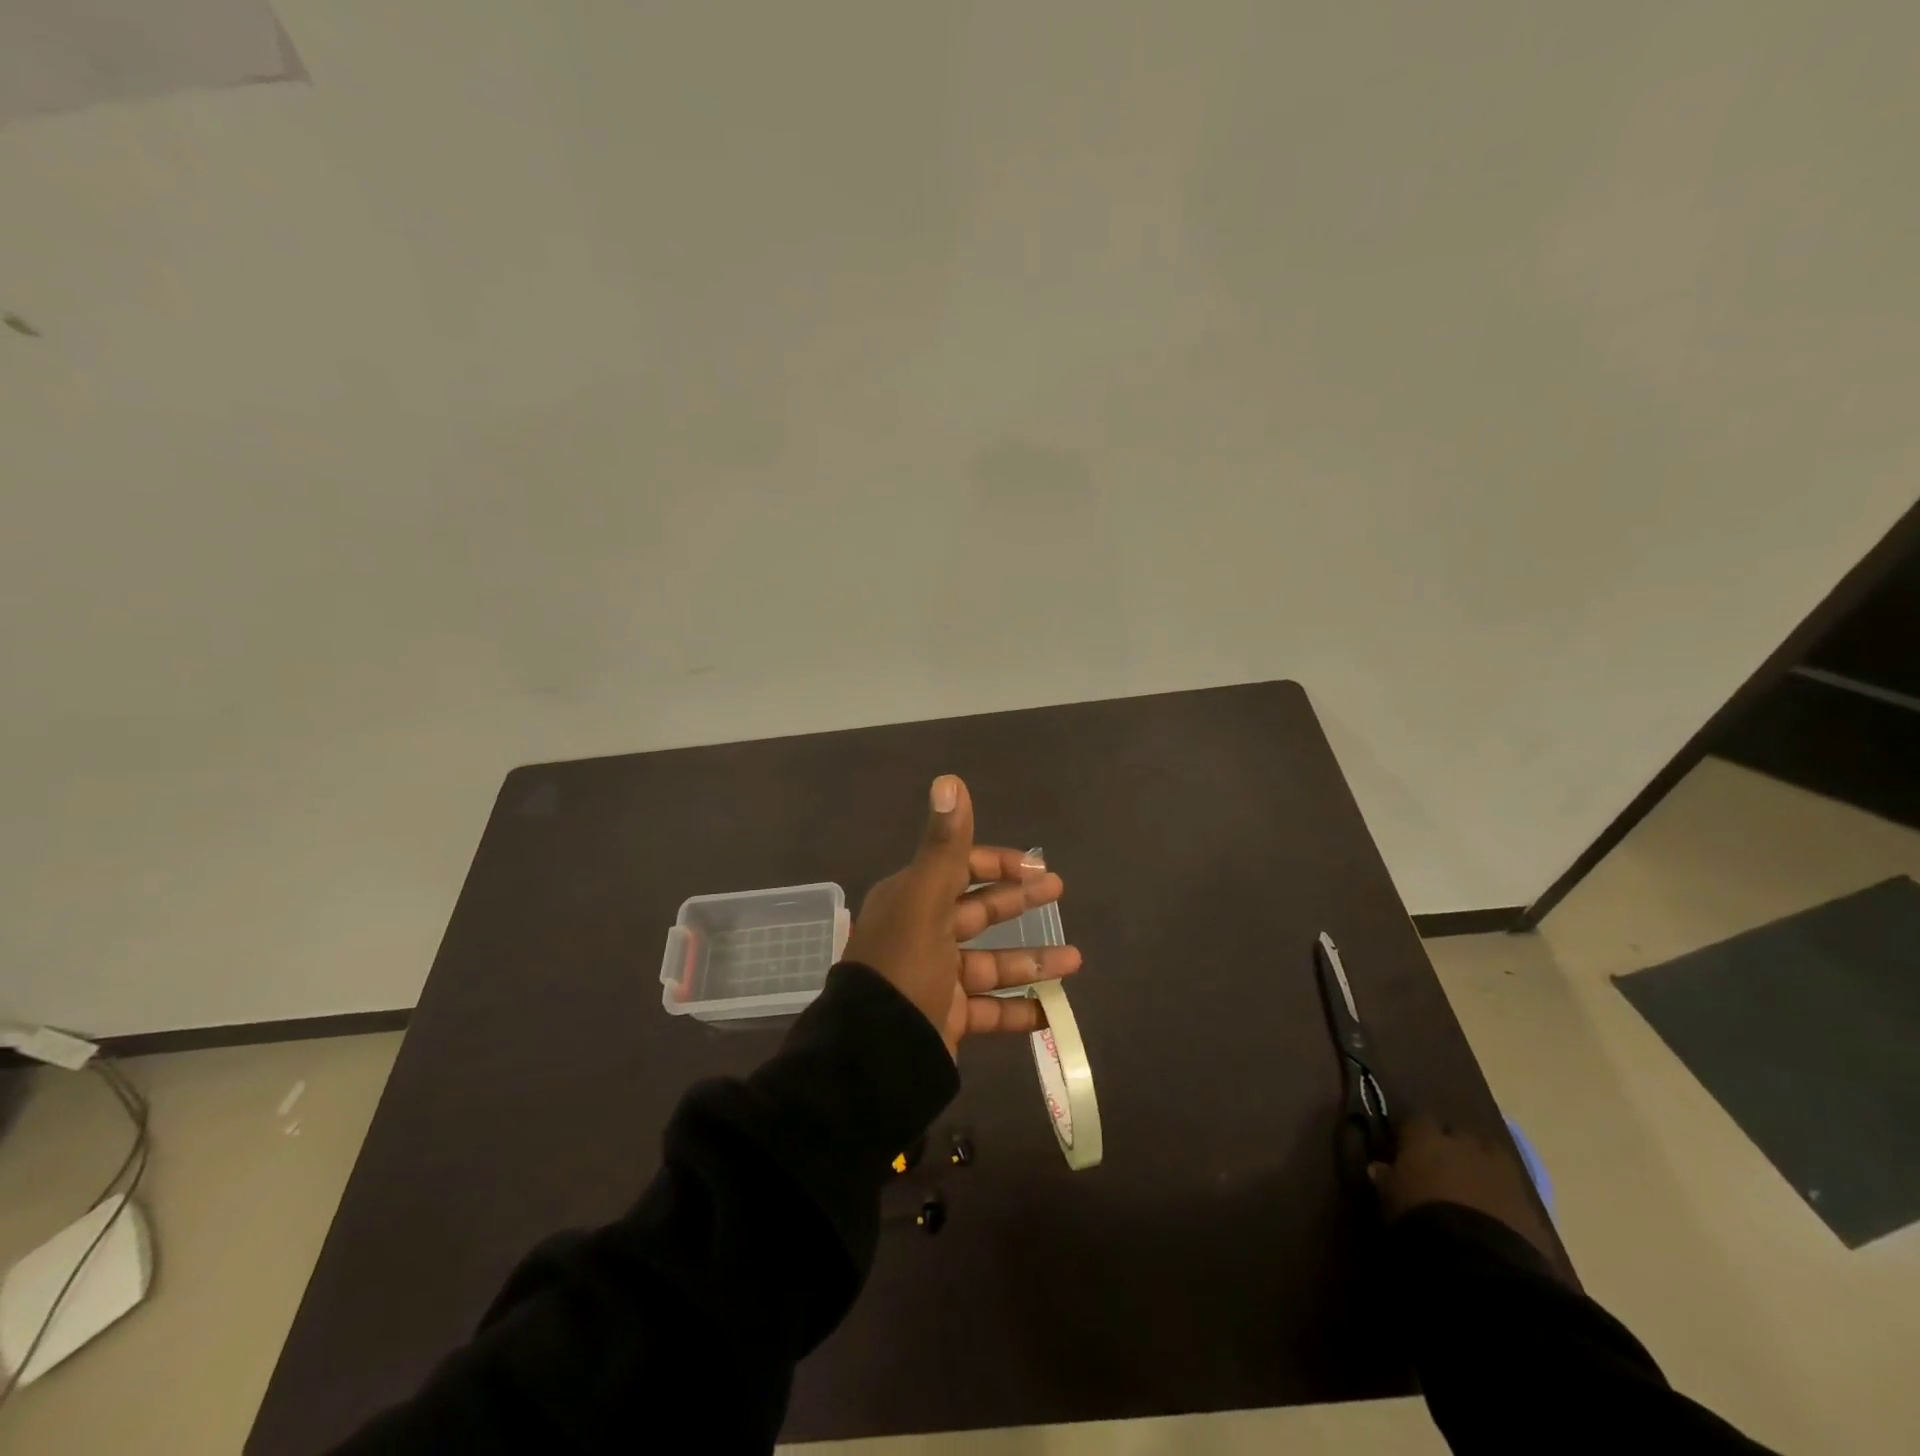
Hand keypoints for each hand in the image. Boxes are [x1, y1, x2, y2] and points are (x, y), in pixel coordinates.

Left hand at [842, 774, 1080, 1057]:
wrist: (873, 1054)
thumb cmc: (903, 967)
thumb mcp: (924, 901)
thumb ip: (944, 845)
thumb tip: (949, 779)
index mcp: (911, 900)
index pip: (957, 868)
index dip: (996, 863)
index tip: (1034, 867)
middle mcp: (921, 934)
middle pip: (977, 911)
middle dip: (1018, 901)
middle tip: (1058, 891)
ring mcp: (934, 979)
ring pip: (990, 963)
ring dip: (1031, 960)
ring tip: (1075, 961)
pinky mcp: (944, 1019)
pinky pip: (988, 1011)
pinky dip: (1018, 1010)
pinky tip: (1050, 1012)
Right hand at [1369, 1114, 1555, 1261]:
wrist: (1482, 1260)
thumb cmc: (1422, 1218)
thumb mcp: (1390, 1199)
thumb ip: (1386, 1179)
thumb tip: (1379, 1167)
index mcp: (1427, 1138)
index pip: (1417, 1121)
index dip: (1413, 1136)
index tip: (1406, 1151)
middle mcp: (1464, 1144)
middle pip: (1457, 1135)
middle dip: (1452, 1148)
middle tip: (1442, 1170)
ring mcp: (1502, 1171)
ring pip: (1489, 1156)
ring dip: (1481, 1167)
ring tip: (1472, 1189)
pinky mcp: (1530, 1202)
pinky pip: (1511, 1189)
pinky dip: (1502, 1196)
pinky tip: (1494, 1214)